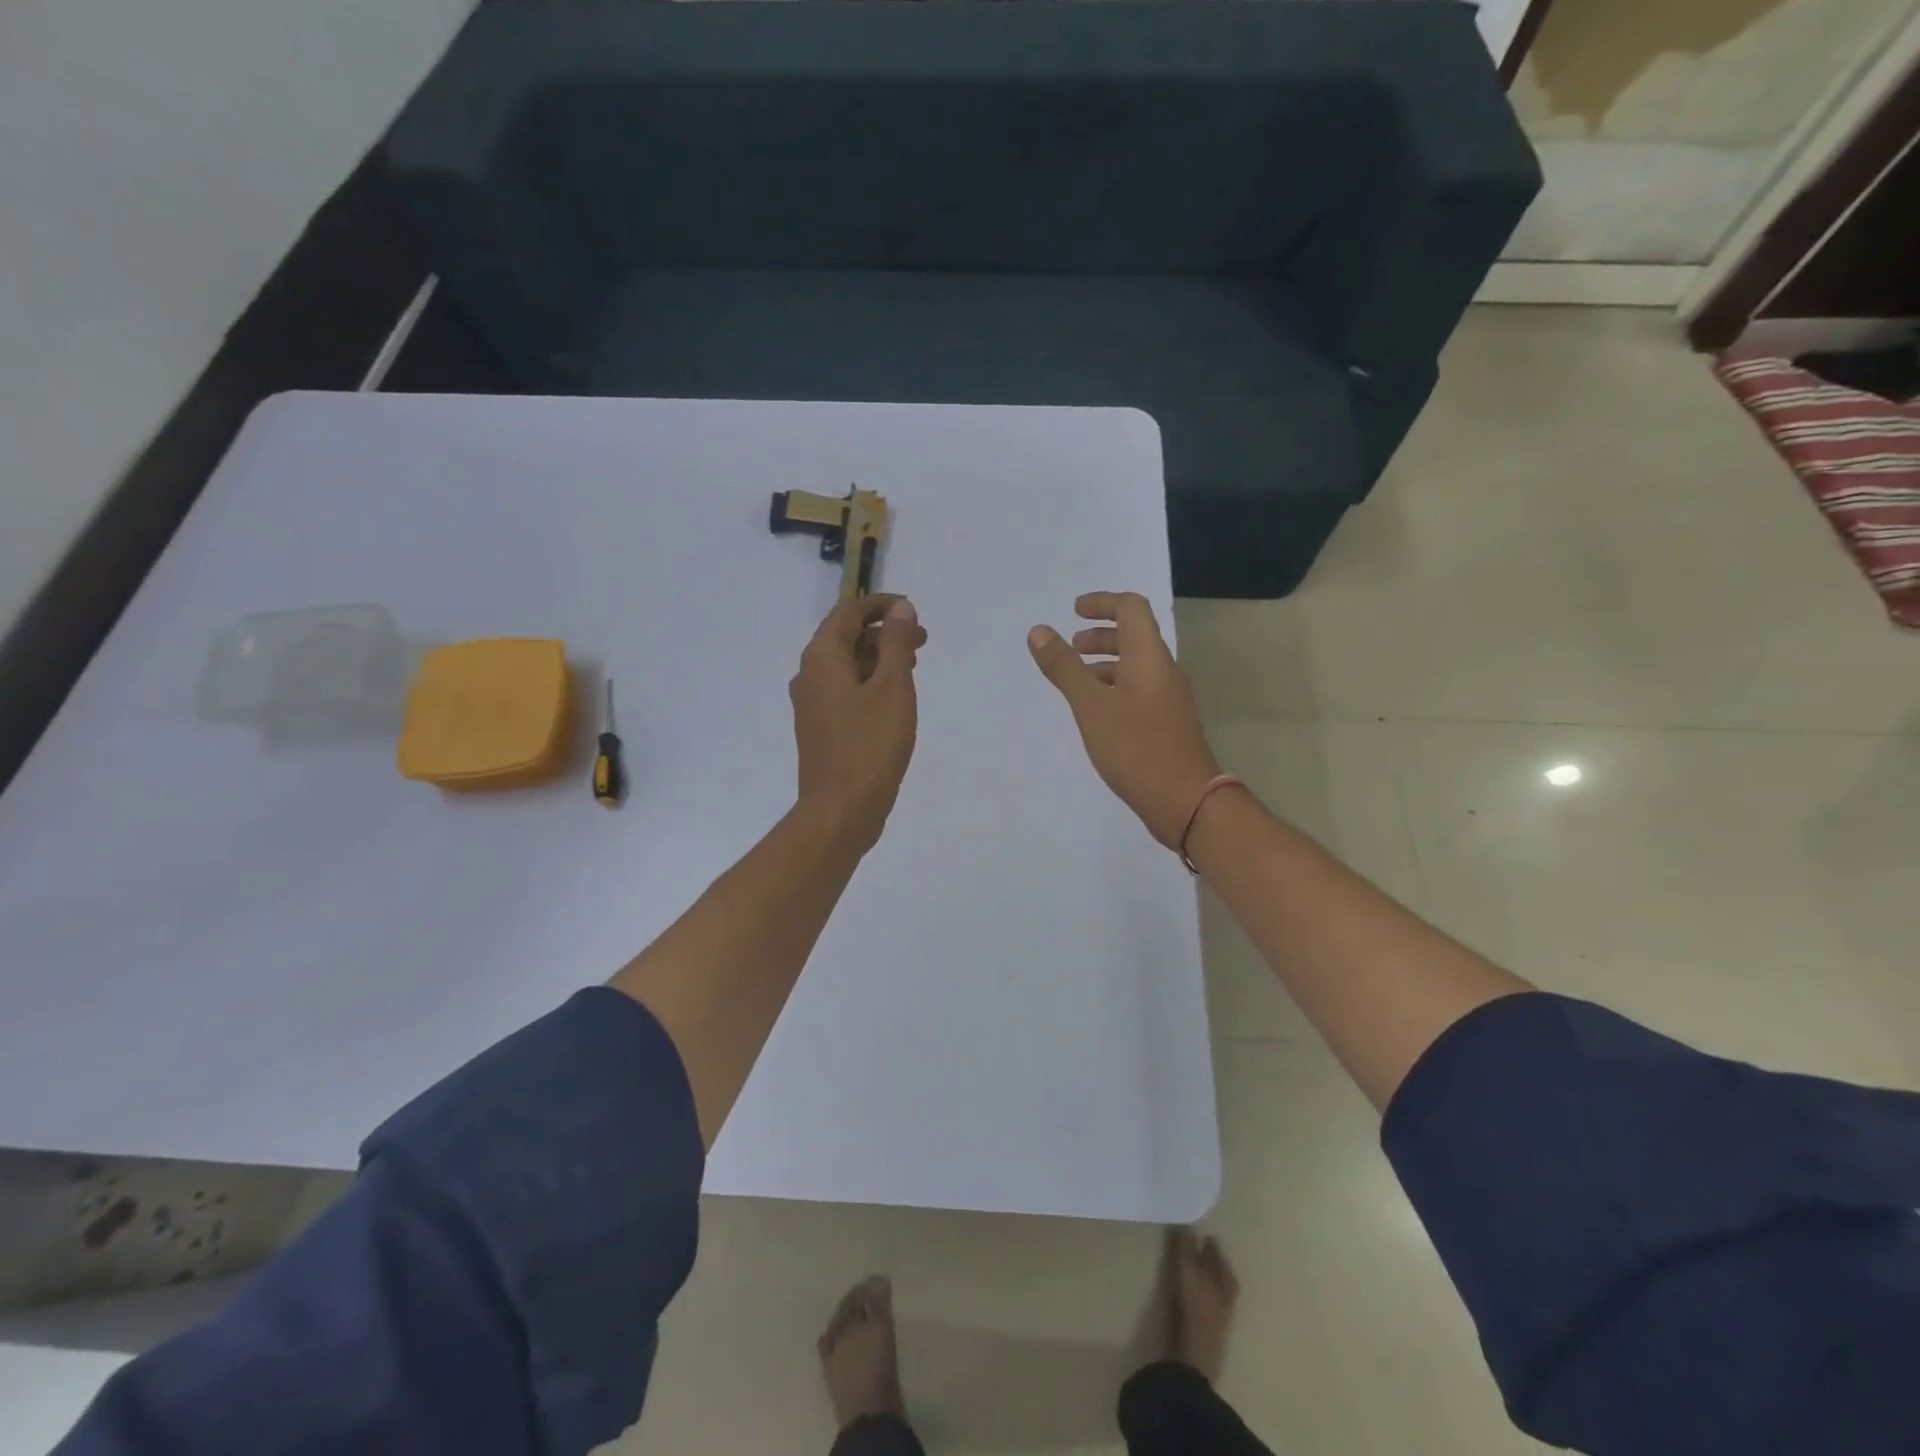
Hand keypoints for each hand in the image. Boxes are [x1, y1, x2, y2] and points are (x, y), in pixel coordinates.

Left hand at [791, 593, 925, 849]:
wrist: (841, 809)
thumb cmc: (870, 745)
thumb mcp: (893, 688)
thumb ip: (897, 644)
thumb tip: (901, 609)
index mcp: (822, 658)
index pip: (848, 612)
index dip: (881, 605)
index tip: (912, 609)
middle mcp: (809, 675)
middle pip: (845, 637)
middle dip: (884, 633)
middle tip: (922, 641)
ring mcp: (811, 704)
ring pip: (845, 666)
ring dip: (878, 659)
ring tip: (913, 668)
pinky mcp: (819, 728)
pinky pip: (844, 690)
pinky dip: (869, 683)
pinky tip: (893, 700)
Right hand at [1028, 591, 1221, 848]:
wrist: (1186, 800)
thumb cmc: (1135, 746)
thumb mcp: (1091, 705)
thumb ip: (1064, 667)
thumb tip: (1039, 631)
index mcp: (1149, 657)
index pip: (1132, 608)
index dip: (1103, 603)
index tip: (1074, 611)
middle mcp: (1164, 671)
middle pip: (1135, 637)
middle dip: (1101, 635)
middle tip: (1071, 647)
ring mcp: (1170, 700)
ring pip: (1136, 667)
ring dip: (1106, 664)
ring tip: (1077, 681)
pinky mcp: (1168, 725)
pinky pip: (1140, 692)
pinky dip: (1115, 688)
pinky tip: (1097, 714)